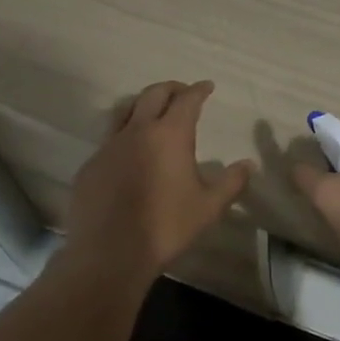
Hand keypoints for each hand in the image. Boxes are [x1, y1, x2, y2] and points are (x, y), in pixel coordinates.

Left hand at [64, 80, 252, 285]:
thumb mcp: (208, 207)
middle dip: (171, 88)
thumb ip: (231, 183)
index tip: (207, 86)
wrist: (109, 254)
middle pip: (154, 94)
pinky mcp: (91, 165)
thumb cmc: (165, 227)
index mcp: (170, 134)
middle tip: (182, 93)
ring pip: (126, 109)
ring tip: (152, 113)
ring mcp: (110, 146)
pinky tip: (129, 154)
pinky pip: (109, 139)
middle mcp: (138, 131)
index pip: (187, 99)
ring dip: (143, 104)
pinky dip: (124, 136)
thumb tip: (248, 164)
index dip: (199, 90)